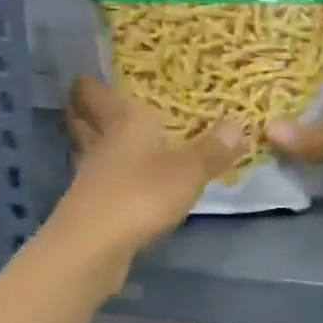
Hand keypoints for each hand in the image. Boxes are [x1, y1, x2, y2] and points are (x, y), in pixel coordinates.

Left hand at [59, 74, 247, 251]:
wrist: (94, 248)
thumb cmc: (141, 195)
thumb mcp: (189, 171)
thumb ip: (213, 149)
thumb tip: (239, 123)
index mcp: (123, 123)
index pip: (97, 94)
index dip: (91, 83)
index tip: (85, 73)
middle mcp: (102, 144)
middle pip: (83, 120)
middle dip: (84, 110)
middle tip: (89, 99)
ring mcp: (90, 178)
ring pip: (87, 150)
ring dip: (94, 143)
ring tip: (109, 137)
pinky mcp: (90, 208)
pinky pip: (98, 180)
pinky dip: (106, 175)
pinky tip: (121, 181)